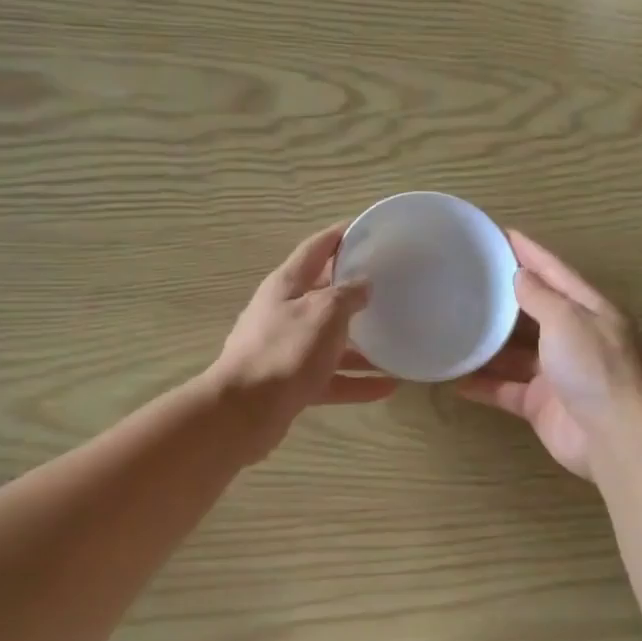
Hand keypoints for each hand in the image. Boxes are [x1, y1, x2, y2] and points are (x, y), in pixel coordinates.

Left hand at [210, 224, 398, 461]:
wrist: (245, 412)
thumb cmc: (286, 350)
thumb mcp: (324, 312)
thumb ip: (347, 295)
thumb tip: (363, 285)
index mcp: (286, 285)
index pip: (316, 248)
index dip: (340, 235)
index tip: (368, 229)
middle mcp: (284, 312)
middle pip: (324, 295)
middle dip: (355, 291)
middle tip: (391, 286)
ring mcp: (287, 349)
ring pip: (331, 341)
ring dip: (362, 344)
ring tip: (396, 342)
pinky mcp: (292, 383)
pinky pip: (331, 377)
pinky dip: (357, 381)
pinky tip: (388, 387)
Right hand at [456, 231, 641, 480]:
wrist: (613, 437)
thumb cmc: (593, 368)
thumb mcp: (568, 320)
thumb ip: (541, 297)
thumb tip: (521, 277)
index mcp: (589, 311)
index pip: (555, 272)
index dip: (529, 252)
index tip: (501, 233)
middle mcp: (574, 338)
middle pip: (533, 312)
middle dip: (503, 298)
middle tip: (466, 280)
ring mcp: (556, 374)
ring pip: (515, 353)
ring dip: (488, 344)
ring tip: (452, 326)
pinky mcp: (541, 404)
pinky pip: (506, 389)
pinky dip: (484, 384)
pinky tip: (455, 378)